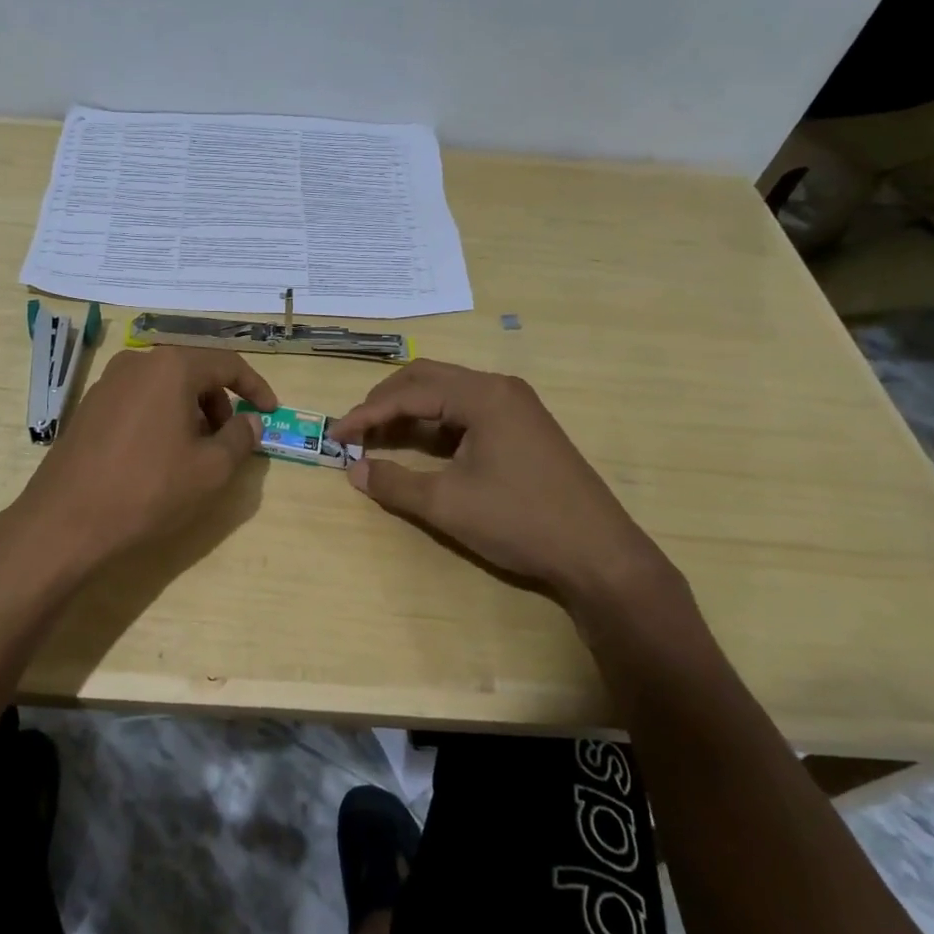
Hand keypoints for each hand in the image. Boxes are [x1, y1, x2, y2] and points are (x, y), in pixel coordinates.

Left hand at [11, 347, 276, 573]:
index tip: (271, 412)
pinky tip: (159, 457)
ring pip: (165, 387)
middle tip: (229, 441)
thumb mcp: (210, 470)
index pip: (227, 364)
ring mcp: (107, 383)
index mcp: (171, 367)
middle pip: (193, 372)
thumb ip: (240, 439)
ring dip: (190, 412)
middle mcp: (137, 363)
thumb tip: (250, 422)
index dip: (255, 388)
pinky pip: (139, 401)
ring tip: (195, 453)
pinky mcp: (89, 407)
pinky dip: (161, 418)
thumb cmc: (148, 490)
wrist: (65, 521)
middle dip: (220, 403)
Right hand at [329, 360, 679, 608]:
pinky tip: (421, 447)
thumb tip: (353, 469)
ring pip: (447, 394)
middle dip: (385, 402)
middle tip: (355, 430)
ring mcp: (515, 407)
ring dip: (410, 411)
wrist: (598, 554)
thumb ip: (394, 482)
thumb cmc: (520, 521)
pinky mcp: (523, 428)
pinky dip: (436, 425)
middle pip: (427, 379)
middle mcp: (499, 389)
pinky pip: (467, 412)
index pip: (408, 393)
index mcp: (482, 395)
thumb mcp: (447, 504)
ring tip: (379, 438)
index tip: (334, 434)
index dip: (366, 413)